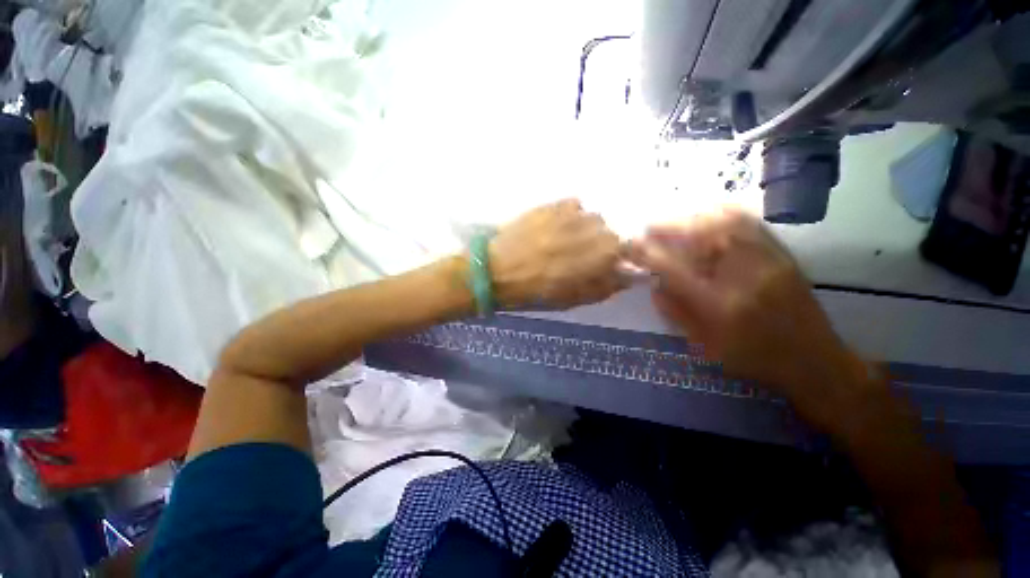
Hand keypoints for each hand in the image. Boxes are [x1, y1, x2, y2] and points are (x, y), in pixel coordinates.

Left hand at [489, 199, 624, 309]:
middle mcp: (594, 227)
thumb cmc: (537, 292)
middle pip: (609, 232)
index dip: (615, 258)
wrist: (497, 270)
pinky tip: (553, 228)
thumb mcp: (575, 299)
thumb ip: (607, 286)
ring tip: (562, 241)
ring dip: (583, 230)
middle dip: (599, 245)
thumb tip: (626, 275)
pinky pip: (573, 206)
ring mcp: (572, 213)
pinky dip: (569, 217)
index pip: (627, 249)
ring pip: (590, 218)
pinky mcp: (553, 203)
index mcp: (604, 253)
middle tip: (578, 257)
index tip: (604, 265)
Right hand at [629, 209, 864, 419]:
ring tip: (674, 220)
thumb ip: (676, 312)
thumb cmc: (755, 360)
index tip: (629, 244)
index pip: (674, 269)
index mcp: (721, 306)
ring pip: (726, 221)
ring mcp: (768, 260)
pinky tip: (706, 215)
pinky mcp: (782, 254)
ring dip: (692, 216)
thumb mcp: (705, 346)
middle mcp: (745, 276)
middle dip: (669, 226)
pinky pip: (749, 221)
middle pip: (702, 235)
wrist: (815, 362)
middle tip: (649, 227)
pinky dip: (721, 213)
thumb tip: (653, 284)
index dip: (647, 253)